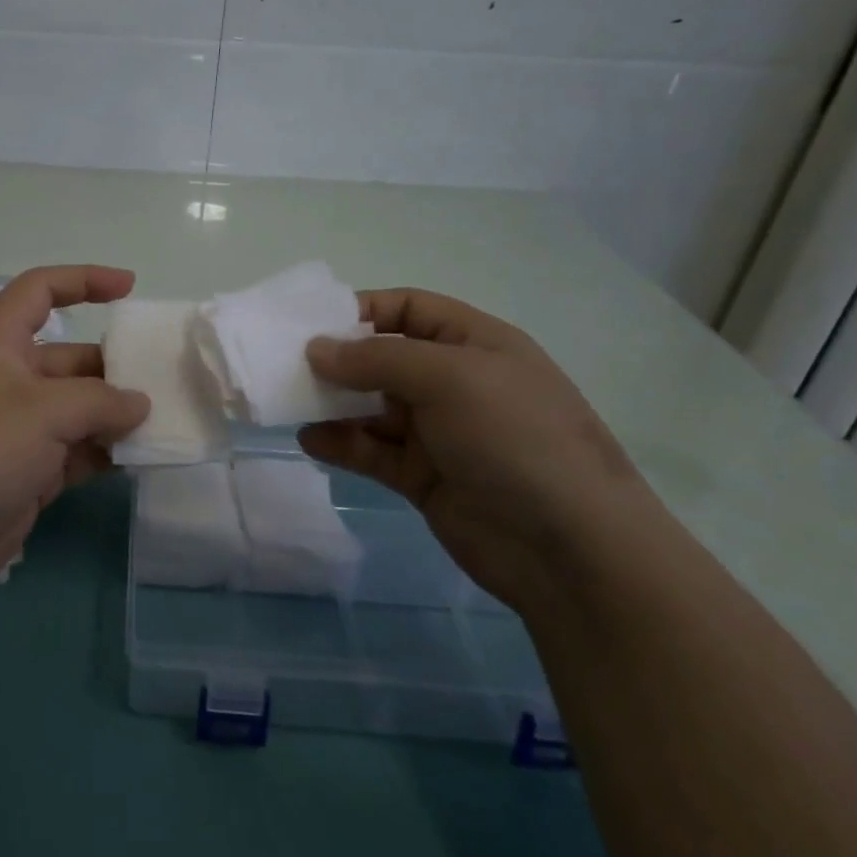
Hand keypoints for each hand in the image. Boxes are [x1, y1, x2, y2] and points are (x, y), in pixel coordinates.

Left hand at [0, 265, 150, 602]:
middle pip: (69, 358)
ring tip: (163, 421)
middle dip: (114, 367)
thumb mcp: (45, 411)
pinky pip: (76, 451)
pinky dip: (104, 452)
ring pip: (77, 409)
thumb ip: (101, 401)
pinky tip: (140, 457)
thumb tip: (139, 405)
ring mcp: (17, 429)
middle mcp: (8, 380)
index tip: (129, 288)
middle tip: (163, 382)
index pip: (38, 292)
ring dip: (115, 415)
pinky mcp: (28, 471)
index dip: (82, 280)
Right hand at [299, 289, 655, 611]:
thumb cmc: (514, 438)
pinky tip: (311, 442)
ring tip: (290, 404)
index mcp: (474, 344)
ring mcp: (439, 432)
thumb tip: (315, 349)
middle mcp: (454, 383)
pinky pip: (371, 451)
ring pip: (371, 407)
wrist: (569, 548)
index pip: (409, 309)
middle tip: (287, 366)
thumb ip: (376, 358)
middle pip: (383, 358)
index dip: (362, 309)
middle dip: (338, 360)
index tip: (312, 323)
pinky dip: (341, 444)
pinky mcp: (422, 477)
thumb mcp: (448, 378)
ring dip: (332, 404)